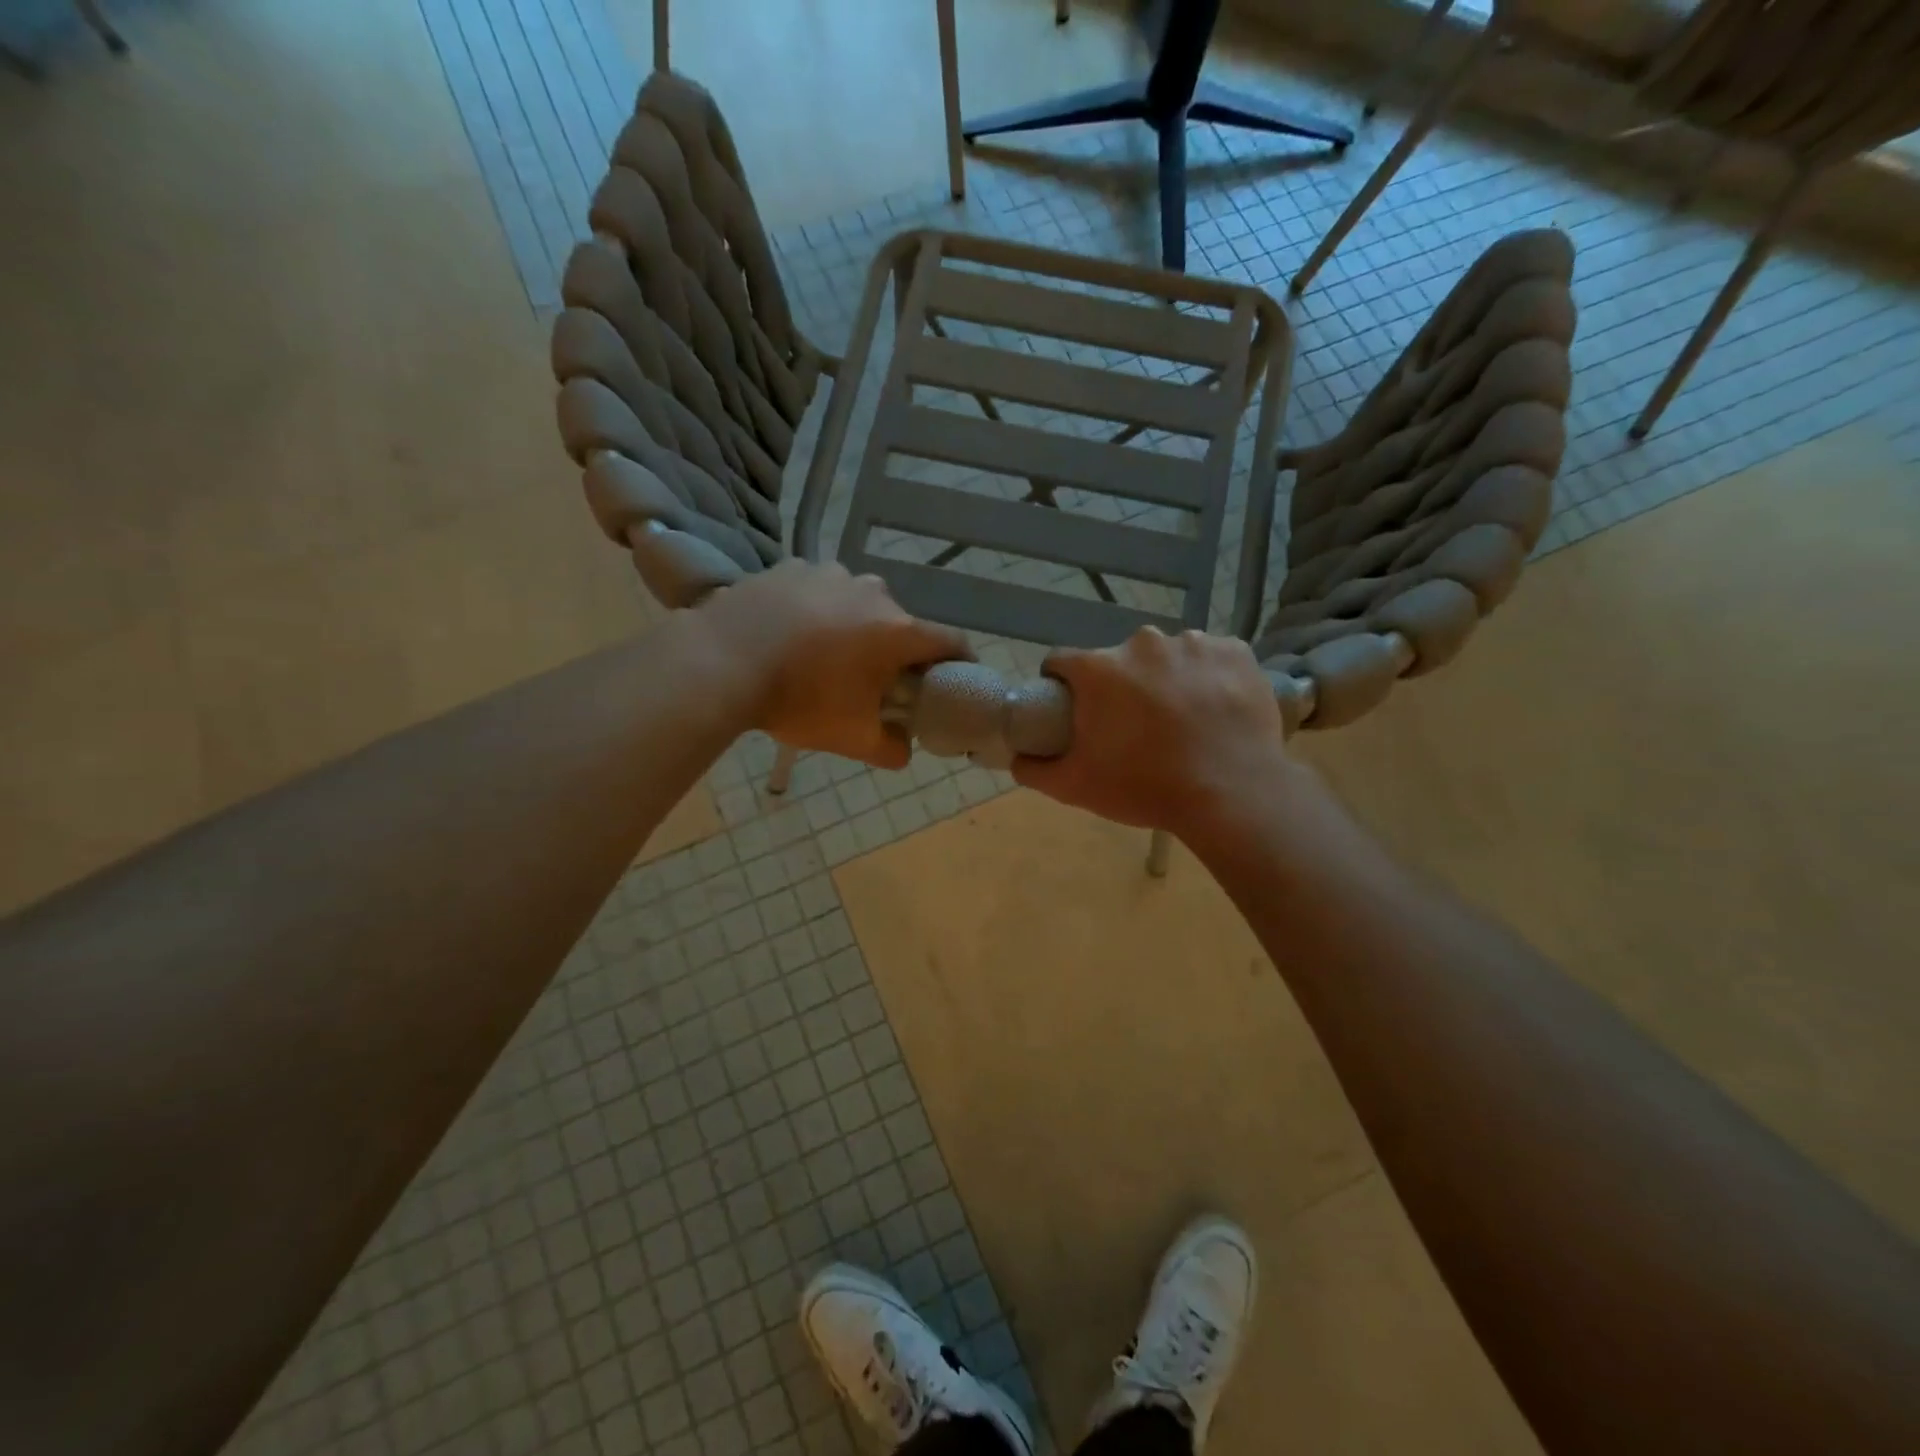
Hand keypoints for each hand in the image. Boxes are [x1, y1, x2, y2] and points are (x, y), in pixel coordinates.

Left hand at [700, 560, 970, 768]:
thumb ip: (891, 749)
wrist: (720, 662)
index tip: (955, 679)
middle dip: (896, 651)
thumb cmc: (799, 700)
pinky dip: (817, 610)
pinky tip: (792, 633)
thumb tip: (904, 750)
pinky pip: (819, 591)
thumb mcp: (851, 738)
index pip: (951, 642)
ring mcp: (830, 573)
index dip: (960, 662)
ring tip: (825, 655)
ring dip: (855, 627)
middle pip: (900, 624)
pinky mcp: (791, 567)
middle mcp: (873, 592)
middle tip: (875, 681)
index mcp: (897, 631)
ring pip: (859, 604)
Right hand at [1012, 627, 1298, 840]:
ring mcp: (1194, 643)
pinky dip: (1209, 678)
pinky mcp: (1236, 652)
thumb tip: (1017, 756)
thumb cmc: (1145, 787)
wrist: (1232, 795)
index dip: (1061, 686)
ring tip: (1181, 721)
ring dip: (1166, 679)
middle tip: (1134, 727)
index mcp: (1099, 669)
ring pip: (1167, 657)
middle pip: (1118, 660)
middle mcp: (1143, 643)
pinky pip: (1211, 658)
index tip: (1074, 711)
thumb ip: (1034, 768)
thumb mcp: (1075, 787)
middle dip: (1120, 686)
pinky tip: (1215, 710)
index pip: (1062, 662)